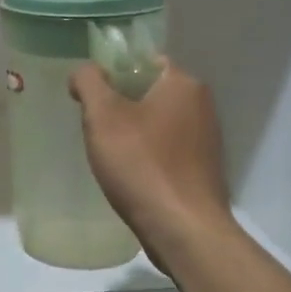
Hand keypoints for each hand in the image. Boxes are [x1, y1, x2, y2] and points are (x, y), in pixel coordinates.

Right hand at [70, 58, 233, 263]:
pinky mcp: (202, 170)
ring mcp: (206, 140)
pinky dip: (147, 156)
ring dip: (132, 134)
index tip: (90, 98)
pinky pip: (166, 150)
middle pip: (149, 92)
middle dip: (119, 106)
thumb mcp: (103, 116)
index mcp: (183, 84)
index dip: (112, 73)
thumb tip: (84, 72)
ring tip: (109, 155)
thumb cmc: (141, 165)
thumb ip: (89, 82)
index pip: (144, 62)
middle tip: (94, 128)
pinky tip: (130, 176)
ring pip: (157, 123)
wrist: (183, 229)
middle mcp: (202, 106)